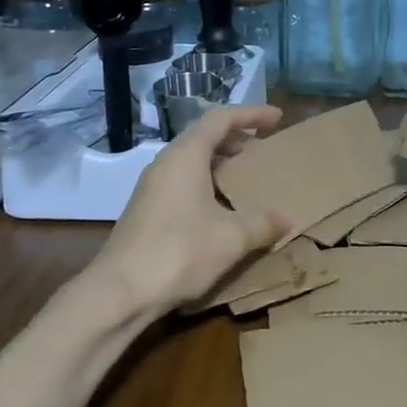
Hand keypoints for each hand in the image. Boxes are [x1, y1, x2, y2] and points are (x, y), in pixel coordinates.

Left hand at [95, 104, 293, 315]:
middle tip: (264, 148)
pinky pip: (183, 181)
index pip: (220, 119)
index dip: (251, 114)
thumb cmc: (179, 253)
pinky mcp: (147, 210)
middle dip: (237, 138)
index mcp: (186, 156)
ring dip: (221, 162)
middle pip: (204, 136)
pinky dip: (208, 182)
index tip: (278, 118)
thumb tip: (287, 217)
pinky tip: (222, 208)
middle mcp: (166, 164)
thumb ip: (263, 223)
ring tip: (247, 177)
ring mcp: (152, 187)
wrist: (120, 292)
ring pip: (192, 160)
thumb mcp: (232, 238)